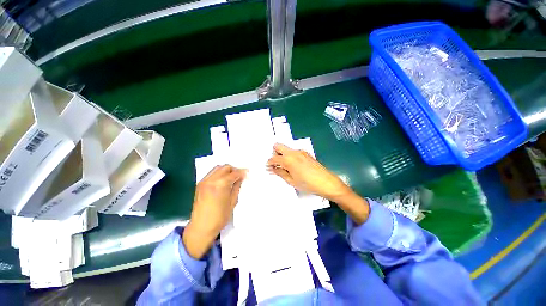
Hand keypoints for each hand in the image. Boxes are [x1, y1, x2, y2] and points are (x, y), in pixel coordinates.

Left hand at [183, 165, 245, 258]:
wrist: (201, 228)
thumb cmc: (219, 217)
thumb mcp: (232, 202)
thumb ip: (237, 187)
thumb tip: (241, 178)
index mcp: (220, 185)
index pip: (234, 173)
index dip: (242, 172)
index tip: (247, 173)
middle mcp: (211, 180)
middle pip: (225, 167)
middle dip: (234, 169)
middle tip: (240, 176)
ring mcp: (204, 181)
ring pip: (217, 168)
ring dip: (226, 170)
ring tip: (232, 177)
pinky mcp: (199, 184)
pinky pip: (211, 173)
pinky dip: (219, 173)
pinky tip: (222, 181)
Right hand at [267, 143, 369, 223]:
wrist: (327, 183)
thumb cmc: (308, 184)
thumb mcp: (291, 181)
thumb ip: (280, 173)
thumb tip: (273, 169)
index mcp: (288, 159)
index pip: (274, 158)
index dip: (269, 163)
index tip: (269, 167)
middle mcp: (293, 152)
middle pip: (278, 146)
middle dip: (274, 153)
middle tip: (276, 164)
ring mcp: (301, 152)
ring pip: (287, 149)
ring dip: (283, 155)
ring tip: (285, 167)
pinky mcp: (306, 154)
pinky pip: (294, 152)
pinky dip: (290, 156)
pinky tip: (294, 166)